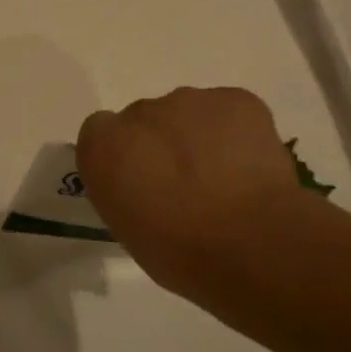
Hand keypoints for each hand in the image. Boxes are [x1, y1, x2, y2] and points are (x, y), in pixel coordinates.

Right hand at [77, 87, 350, 307]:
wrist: (250, 245)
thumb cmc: (179, 252)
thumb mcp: (127, 228)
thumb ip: (124, 189)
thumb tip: (144, 183)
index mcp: (103, 147)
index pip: (100, 133)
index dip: (122, 156)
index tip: (140, 183)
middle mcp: (140, 113)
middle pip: (145, 119)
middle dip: (161, 144)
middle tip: (186, 185)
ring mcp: (190, 100)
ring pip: (188, 113)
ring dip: (197, 137)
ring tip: (223, 178)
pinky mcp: (236, 99)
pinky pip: (228, 111)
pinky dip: (235, 133)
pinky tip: (248, 167)